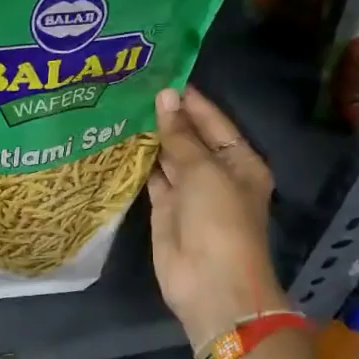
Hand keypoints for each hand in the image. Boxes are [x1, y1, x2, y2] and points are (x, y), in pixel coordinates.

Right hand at [147, 85, 286, 350]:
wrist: (211, 283)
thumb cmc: (219, 221)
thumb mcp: (203, 171)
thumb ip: (180, 135)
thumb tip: (165, 96)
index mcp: (239, 161)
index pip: (213, 121)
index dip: (189, 100)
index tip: (161, 75)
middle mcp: (216, 174)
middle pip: (190, 139)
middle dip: (167, 117)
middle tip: (132, 87)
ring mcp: (189, 194)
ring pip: (168, 158)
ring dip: (150, 138)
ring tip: (121, 108)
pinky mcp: (165, 211)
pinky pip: (152, 180)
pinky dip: (139, 164)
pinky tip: (119, 142)